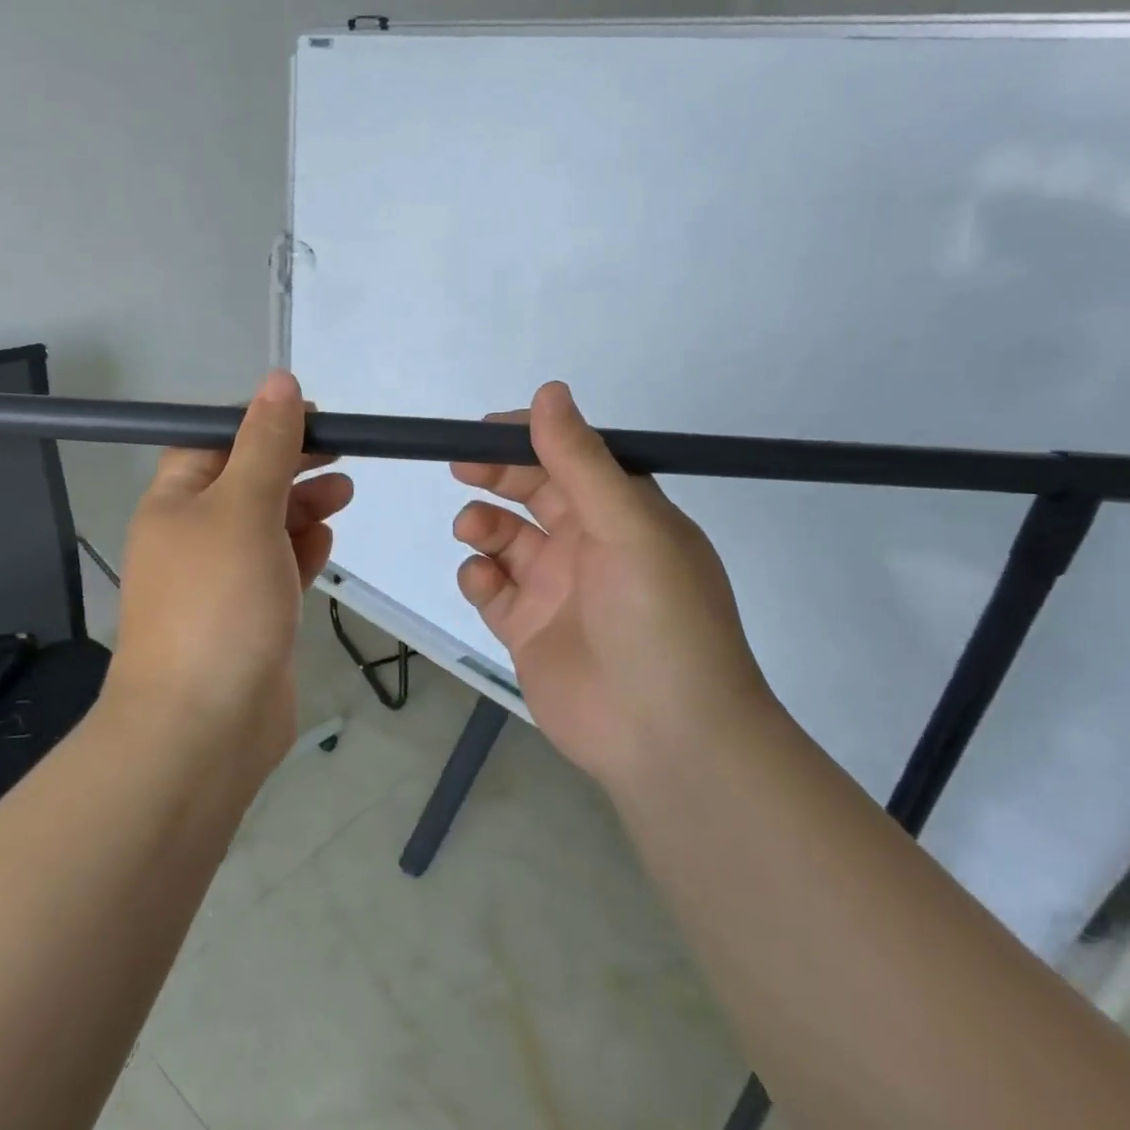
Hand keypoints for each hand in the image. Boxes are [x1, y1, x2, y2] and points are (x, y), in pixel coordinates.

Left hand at [106, 371, 352, 772]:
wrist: (203, 727)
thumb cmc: (218, 603)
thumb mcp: (243, 507)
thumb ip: (266, 444)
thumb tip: (280, 380)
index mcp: (175, 502)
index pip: (215, 442)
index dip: (261, 423)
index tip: (314, 416)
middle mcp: (193, 537)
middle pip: (246, 482)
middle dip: (292, 464)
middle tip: (343, 453)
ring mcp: (221, 581)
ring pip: (267, 526)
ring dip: (303, 505)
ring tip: (345, 493)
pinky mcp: (249, 617)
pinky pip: (277, 569)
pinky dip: (300, 551)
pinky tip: (326, 543)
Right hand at [450, 381, 775, 788]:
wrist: (667, 737)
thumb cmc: (658, 619)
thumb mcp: (629, 528)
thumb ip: (581, 461)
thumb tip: (549, 392)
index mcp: (625, 514)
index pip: (572, 459)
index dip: (531, 439)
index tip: (487, 430)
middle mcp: (590, 545)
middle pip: (533, 493)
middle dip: (498, 476)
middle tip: (463, 467)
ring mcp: (556, 590)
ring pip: (506, 538)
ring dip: (484, 524)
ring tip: (475, 530)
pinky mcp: (527, 630)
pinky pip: (491, 589)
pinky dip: (479, 577)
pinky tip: (485, 583)